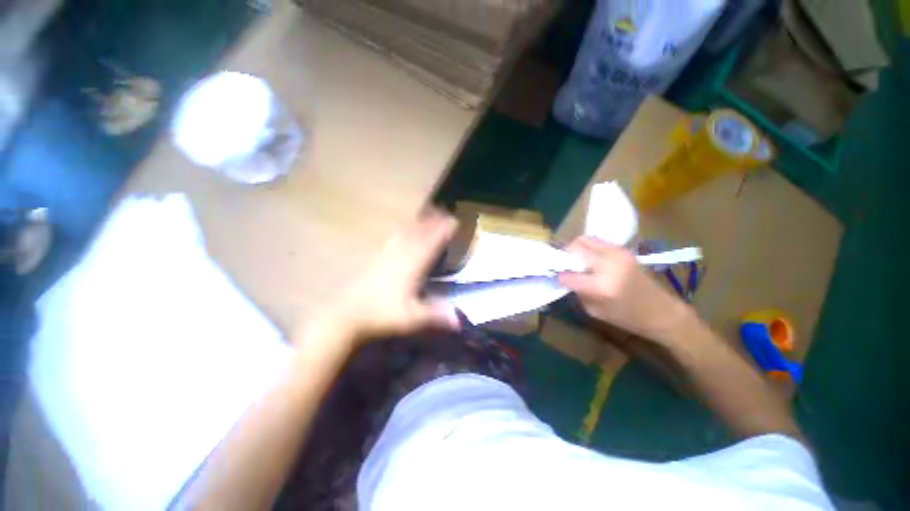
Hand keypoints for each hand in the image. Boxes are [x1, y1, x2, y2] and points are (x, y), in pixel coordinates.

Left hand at [330, 209, 460, 341]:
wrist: (347, 314)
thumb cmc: (381, 315)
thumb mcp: (411, 318)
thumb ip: (435, 315)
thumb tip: (458, 318)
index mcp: (411, 267)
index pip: (429, 244)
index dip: (441, 231)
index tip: (452, 220)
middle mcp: (399, 256)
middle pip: (417, 234)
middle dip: (431, 222)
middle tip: (441, 211)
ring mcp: (385, 255)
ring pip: (404, 234)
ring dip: (416, 223)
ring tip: (424, 215)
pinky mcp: (374, 258)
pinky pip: (391, 240)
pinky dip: (400, 231)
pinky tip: (399, 230)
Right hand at [558, 237, 691, 341]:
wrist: (663, 312)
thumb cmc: (628, 318)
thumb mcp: (595, 311)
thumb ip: (578, 292)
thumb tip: (566, 278)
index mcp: (601, 286)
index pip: (567, 274)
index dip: (559, 276)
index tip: (557, 279)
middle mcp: (608, 264)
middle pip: (575, 248)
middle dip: (565, 256)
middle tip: (565, 266)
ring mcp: (617, 254)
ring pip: (585, 239)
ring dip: (576, 249)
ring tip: (576, 261)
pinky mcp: (623, 250)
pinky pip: (597, 241)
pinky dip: (588, 247)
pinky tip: (590, 259)